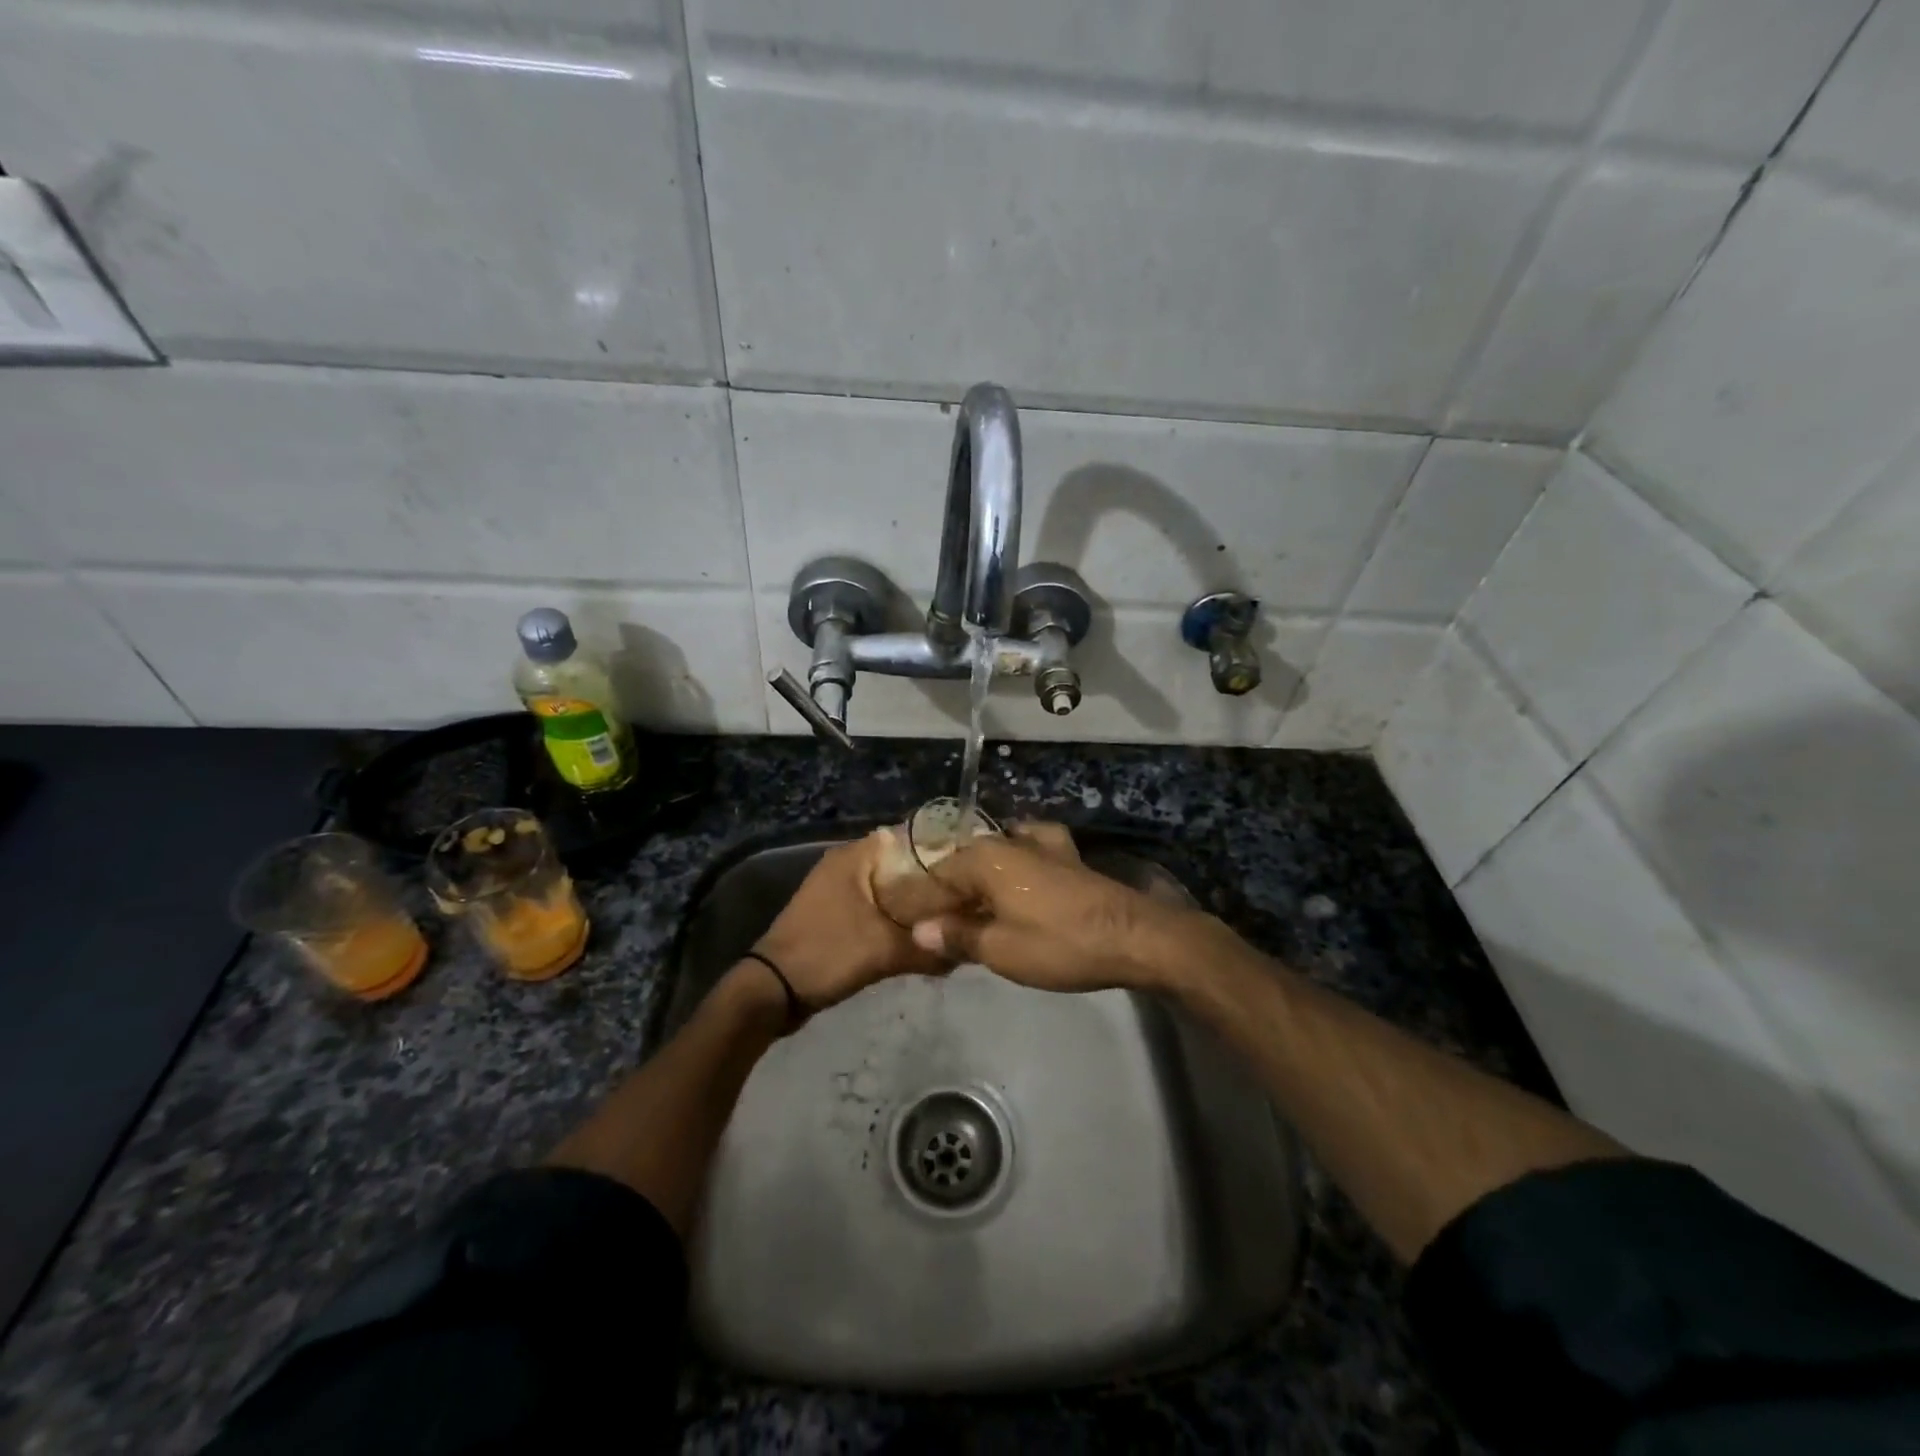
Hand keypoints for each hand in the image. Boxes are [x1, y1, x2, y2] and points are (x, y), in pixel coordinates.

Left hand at [752, 832, 948, 1012]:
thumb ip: (927, 949)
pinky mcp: (835, 913)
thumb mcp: (884, 951)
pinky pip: (875, 906)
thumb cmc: (827, 954)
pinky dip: (895, 916)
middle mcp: (845, 864)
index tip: (967, 868)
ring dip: (913, 901)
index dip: (939, 851)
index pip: (907, 838)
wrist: (773, 991)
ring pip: (888, 887)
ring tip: (949, 915)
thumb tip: (967, 952)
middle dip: (930, 881)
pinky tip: (919, 933)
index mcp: (853, 857)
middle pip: (899, 863)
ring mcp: (837, 889)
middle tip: (965, 897)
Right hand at [909, 823, 1195, 992]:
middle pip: (965, 864)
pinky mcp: (1066, 855)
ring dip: (980, 882)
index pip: (936, 876)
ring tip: (972, 912)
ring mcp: (1041, 843)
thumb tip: (920, 930)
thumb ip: (957, 935)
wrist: (1132, 937)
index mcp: (985, 857)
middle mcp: (1008, 840)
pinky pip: (1025, 856)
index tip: (908, 928)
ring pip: (994, 859)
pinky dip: (1012, 870)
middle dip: (949, 893)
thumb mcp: (1000, 949)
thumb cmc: (1058, 943)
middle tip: (938, 928)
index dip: (920, 903)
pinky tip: (1015, 885)